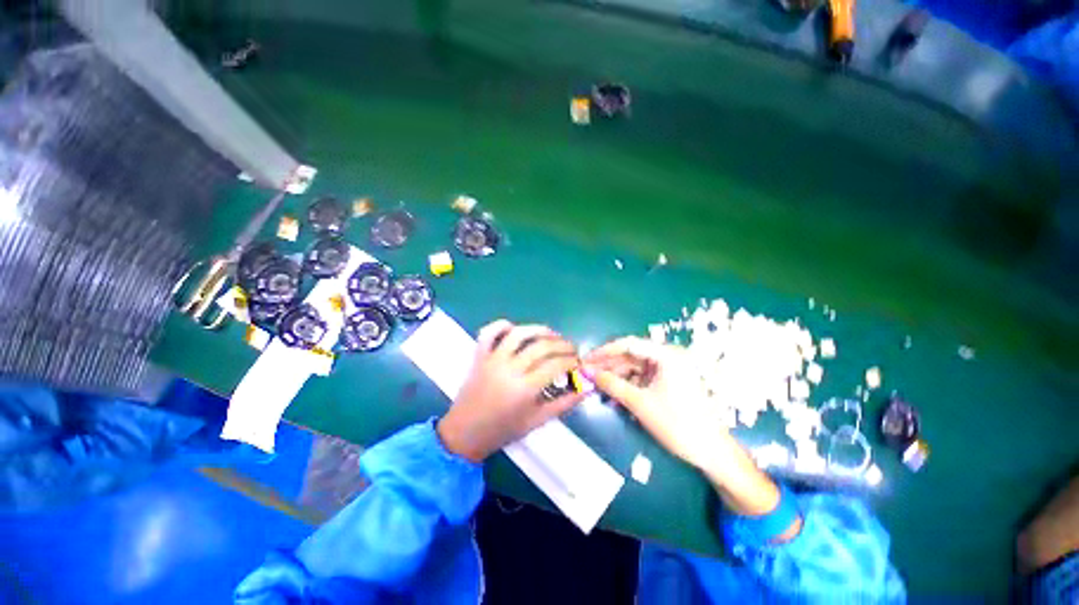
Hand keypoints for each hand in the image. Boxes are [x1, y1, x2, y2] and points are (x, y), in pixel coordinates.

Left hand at [437, 320, 586, 462]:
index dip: (571, 361)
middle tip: (571, 349)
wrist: (465, 433)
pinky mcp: (479, 356)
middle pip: (541, 347)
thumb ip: (564, 403)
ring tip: (551, 334)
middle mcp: (509, 369)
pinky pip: (488, 333)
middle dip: (562, 345)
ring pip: (518, 334)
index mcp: (524, 389)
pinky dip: (501, 325)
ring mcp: (492, 360)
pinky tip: (514, 328)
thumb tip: (586, 387)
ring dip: (538, 329)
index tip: (578, 363)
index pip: (555, 366)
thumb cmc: (503, 431)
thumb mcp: (537, 421)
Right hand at [583, 337, 784, 518]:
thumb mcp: (639, 403)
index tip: (587, 359)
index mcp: (666, 355)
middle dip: (608, 366)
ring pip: (634, 369)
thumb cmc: (676, 423)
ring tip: (597, 388)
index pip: (628, 344)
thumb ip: (611, 384)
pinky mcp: (668, 383)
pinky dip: (628, 387)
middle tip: (587, 375)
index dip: (605, 351)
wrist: (710, 452)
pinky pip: (642, 380)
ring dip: (616, 378)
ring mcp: (669, 371)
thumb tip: (586, 371)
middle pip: (631, 356)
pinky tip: (614, 398)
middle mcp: (668, 357)